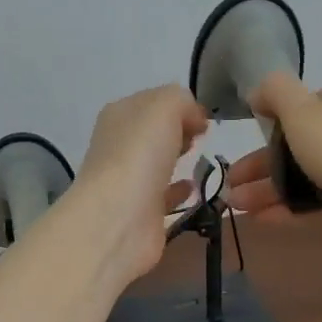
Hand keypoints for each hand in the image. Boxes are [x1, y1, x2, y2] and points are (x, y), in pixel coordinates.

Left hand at [71, 84, 210, 283]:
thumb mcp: (164, 106)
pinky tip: (194, 188)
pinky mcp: (141, 212)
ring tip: (202, 159)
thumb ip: (182, 102)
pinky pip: (164, 195)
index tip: (203, 118)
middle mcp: (119, 145)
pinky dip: (179, 190)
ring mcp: (128, 180)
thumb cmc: (139, 154)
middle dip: (178, 130)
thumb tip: (194, 120)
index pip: (152, 101)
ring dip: (178, 158)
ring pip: (157, 162)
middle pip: (154, 132)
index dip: (179, 105)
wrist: (118, 219)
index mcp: (119, 115)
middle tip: (202, 137)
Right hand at [223, 73, 321, 247]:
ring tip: (235, 205)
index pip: (300, 105)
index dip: (270, 122)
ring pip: (301, 173)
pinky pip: (313, 198)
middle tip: (230, 184)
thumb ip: (275, 91)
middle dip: (259, 164)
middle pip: (295, 143)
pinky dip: (286, 205)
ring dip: (266, 187)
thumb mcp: (300, 108)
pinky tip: (260, 218)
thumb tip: (258, 91)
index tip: (245, 141)